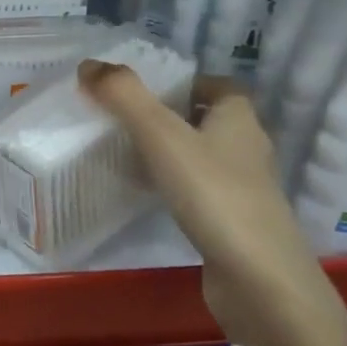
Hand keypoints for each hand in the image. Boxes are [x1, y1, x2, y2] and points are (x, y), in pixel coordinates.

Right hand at [78, 60, 346, 345]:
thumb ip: (124, 97)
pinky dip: (177, 187)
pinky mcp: (234, 224)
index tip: (148, 90)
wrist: (258, 280)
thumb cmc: (213, 194)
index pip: (220, 86)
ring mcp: (244, 190)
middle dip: (173, 116)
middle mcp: (248, 148)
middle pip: (210, 120)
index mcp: (239, 119)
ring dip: (173, 152)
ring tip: (129, 154)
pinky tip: (150, 196)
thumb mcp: (162, 136)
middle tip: (127, 119)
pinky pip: (202, 191)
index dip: (188, 82)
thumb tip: (88, 64)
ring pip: (205, 157)